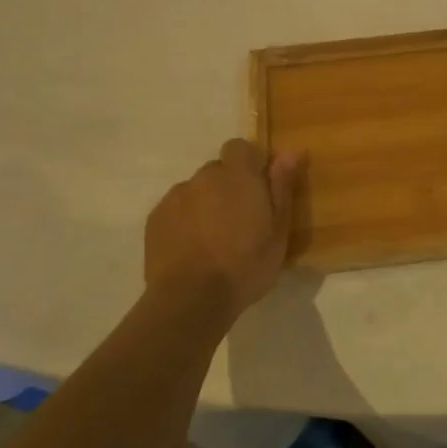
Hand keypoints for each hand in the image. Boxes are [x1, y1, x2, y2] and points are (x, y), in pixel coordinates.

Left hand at [144, 140, 304, 317]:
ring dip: (205, 204)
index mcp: (238, 177)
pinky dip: (185, 220)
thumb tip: (291, 151)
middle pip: (217, 170)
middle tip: (238, 221)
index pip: (240, 147)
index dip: (249, 163)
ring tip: (212, 239)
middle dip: (227, 187)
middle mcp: (204, 177)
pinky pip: (176, 209)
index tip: (258, 189)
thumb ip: (282, 187)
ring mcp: (175, 196)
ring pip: (195, 190)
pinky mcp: (155, 218)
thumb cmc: (245, 266)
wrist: (190, 300)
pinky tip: (192, 248)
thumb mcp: (278, 231)